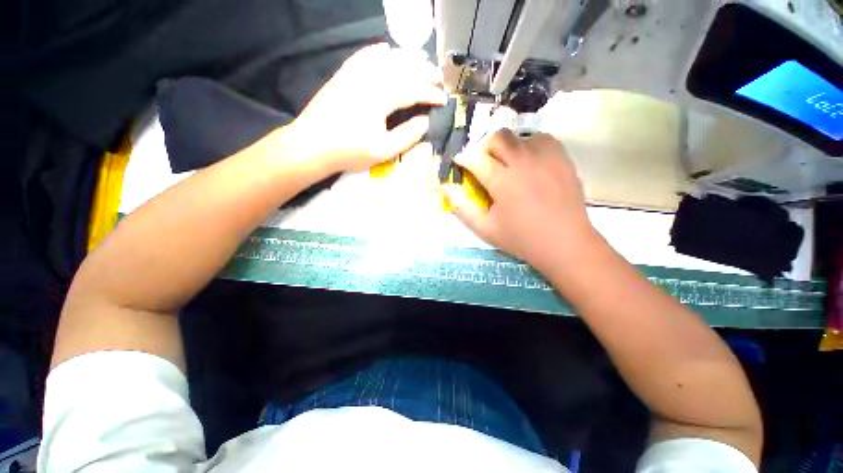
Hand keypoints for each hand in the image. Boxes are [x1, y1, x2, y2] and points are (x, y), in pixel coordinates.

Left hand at [289, 43, 445, 173]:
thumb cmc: (350, 151)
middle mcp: (370, 77)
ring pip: (387, 56)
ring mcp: (355, 72)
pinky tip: (387, 51)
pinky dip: (380, 51)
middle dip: (425, 72)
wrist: (312, 145)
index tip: (444, 101)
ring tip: (422, 63)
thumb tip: (426, 121)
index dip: (432, 94)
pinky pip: (365, 54)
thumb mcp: (384, 150)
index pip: (414, 89)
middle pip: (404, 67)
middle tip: (439, 80)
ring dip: (408, 58)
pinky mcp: (344, 73)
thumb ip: (408, 135)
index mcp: (381, 97)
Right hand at [443, 130, 597, 270]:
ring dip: (506, 146)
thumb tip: (444, 188)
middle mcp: (524, 163)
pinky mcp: (563, 158)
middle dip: (483, 147)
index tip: (460, 163)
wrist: (565, 243)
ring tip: (506, 163)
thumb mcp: (484, 229)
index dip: (464, 158)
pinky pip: (542, 139)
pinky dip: (529, 145)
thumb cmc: (521, 239)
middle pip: (498, 138)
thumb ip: (461, 207)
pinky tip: (528, 162)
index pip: (476, 158)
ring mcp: (547, 158)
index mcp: (503, 183)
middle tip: (483, 163)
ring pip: (520, 135)